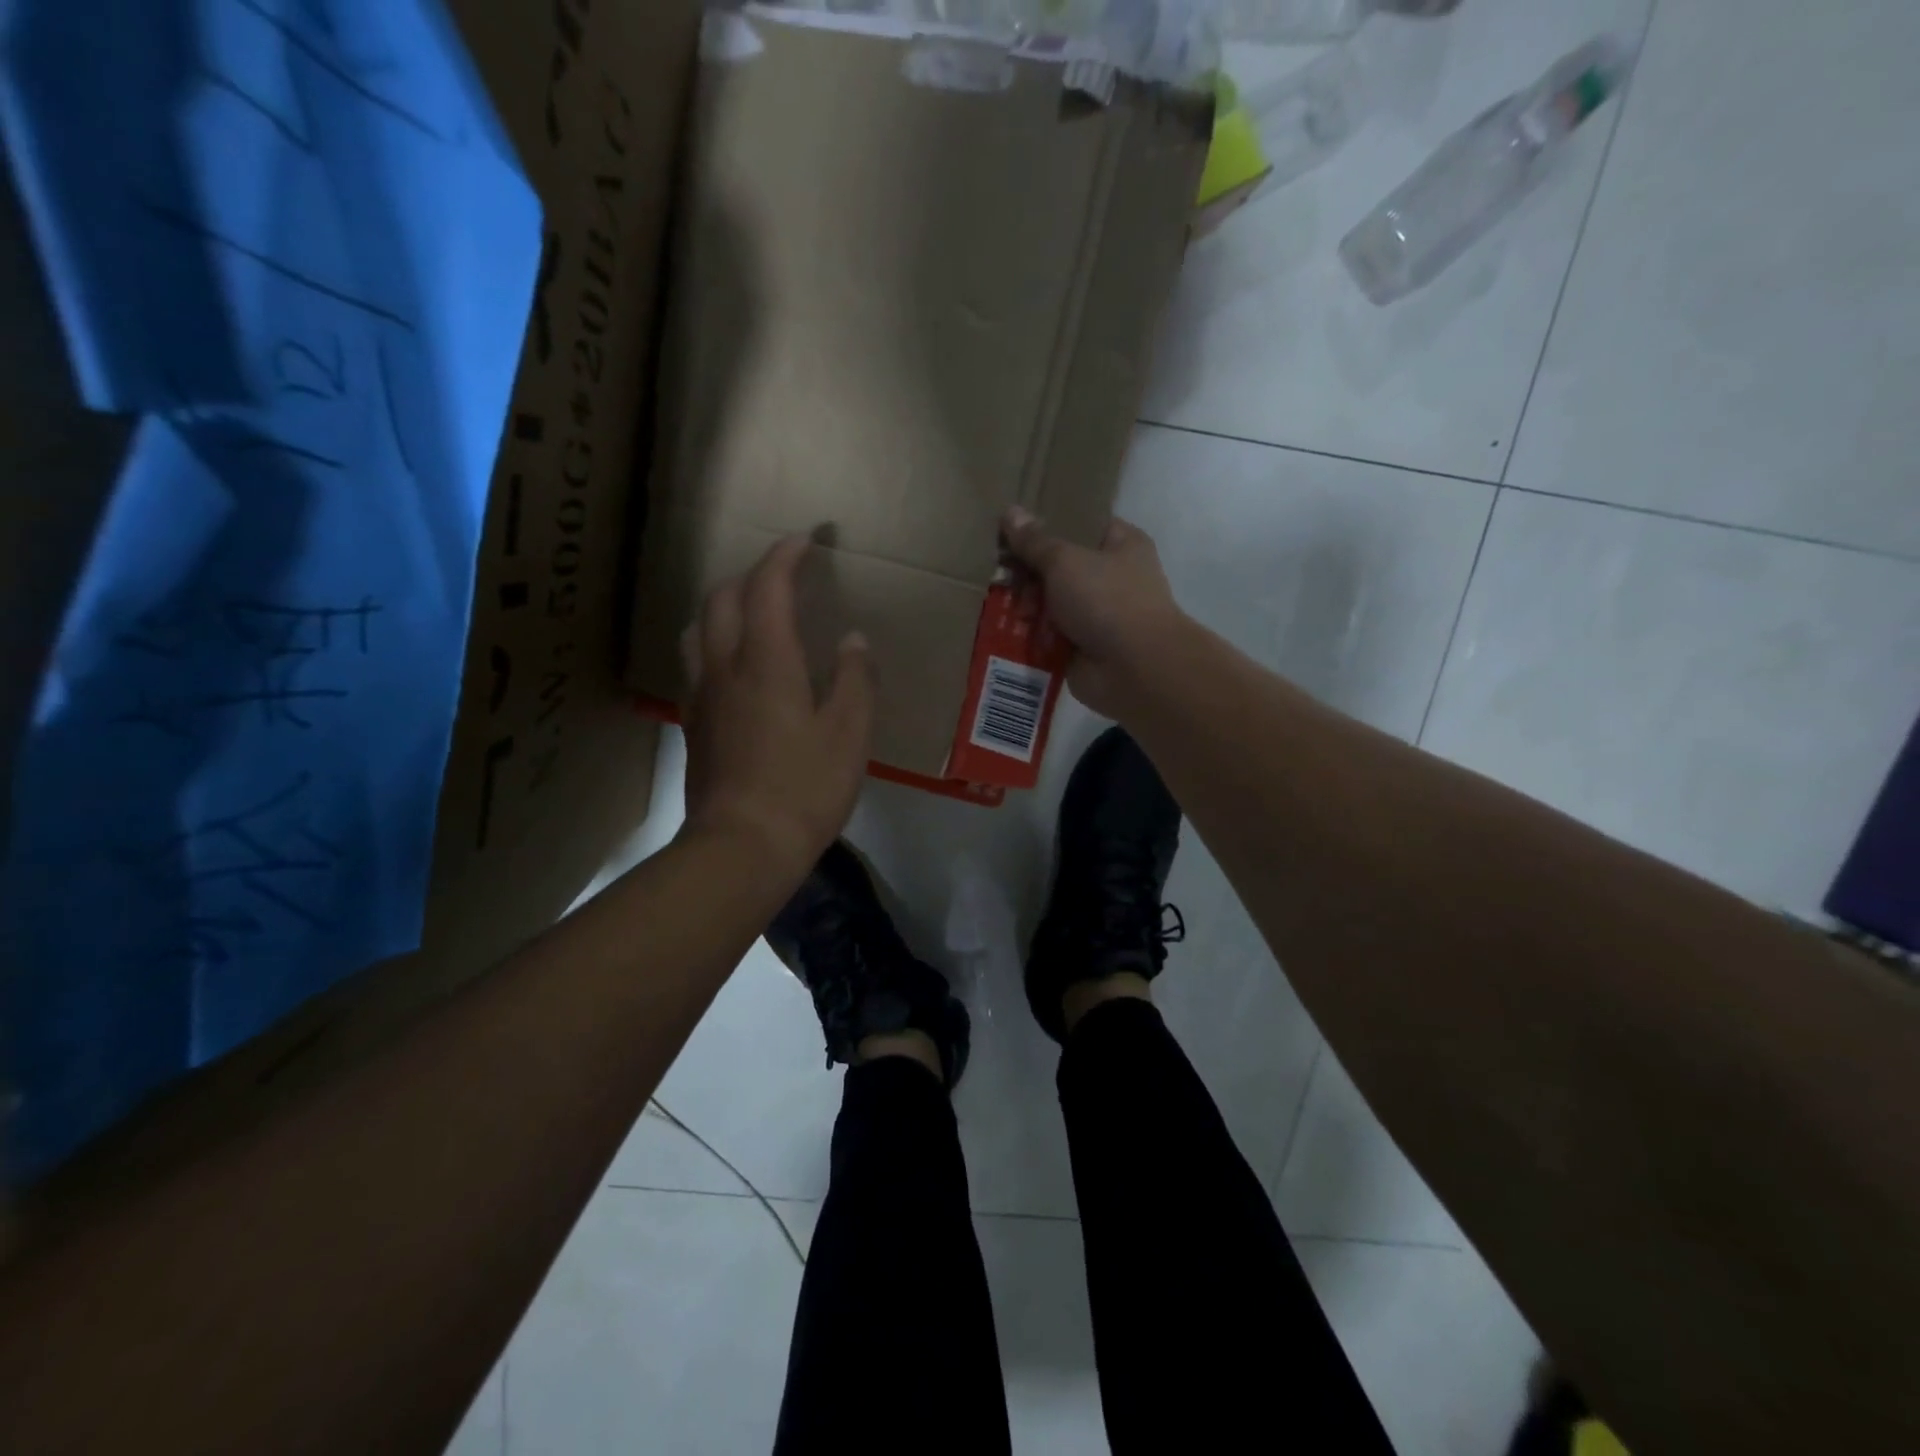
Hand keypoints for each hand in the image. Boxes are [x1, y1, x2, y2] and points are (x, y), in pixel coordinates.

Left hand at [680, 535, 872, 882]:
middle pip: (723, 598)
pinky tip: (736, 666)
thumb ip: (855, 679)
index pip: (768, 587)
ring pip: (699, 628)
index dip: (785, 555)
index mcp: (767, 661)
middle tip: (784, 576)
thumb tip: (853, 640)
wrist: (742, 846)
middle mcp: (725, 667)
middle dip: (752, 574)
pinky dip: (715, 642)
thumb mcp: (849, 733)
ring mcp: (702, 696)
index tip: (806, 540)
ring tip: (752, 613)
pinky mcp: (693, 724)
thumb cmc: (805, 788)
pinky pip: (697, 662)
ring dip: (724, 605)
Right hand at [1001, 506, 1186, 717]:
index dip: (1047, 522)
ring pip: (1050, 602)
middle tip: (999, 571)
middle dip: (1028, 571)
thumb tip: (1010, 512)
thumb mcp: (1064, 561)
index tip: (1011, 525)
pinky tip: (1003, 629)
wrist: (1133, 669)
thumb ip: (1034, 541)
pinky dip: (1030, 634)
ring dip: (1027, 604)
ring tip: (1000, 603)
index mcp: (1121, 544)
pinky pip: (1047, 634)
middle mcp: (1111, 577)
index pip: (1081, 523)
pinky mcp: (1081, 646)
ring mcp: (1096, 614)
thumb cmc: (1106, 600)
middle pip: (1059, 565)